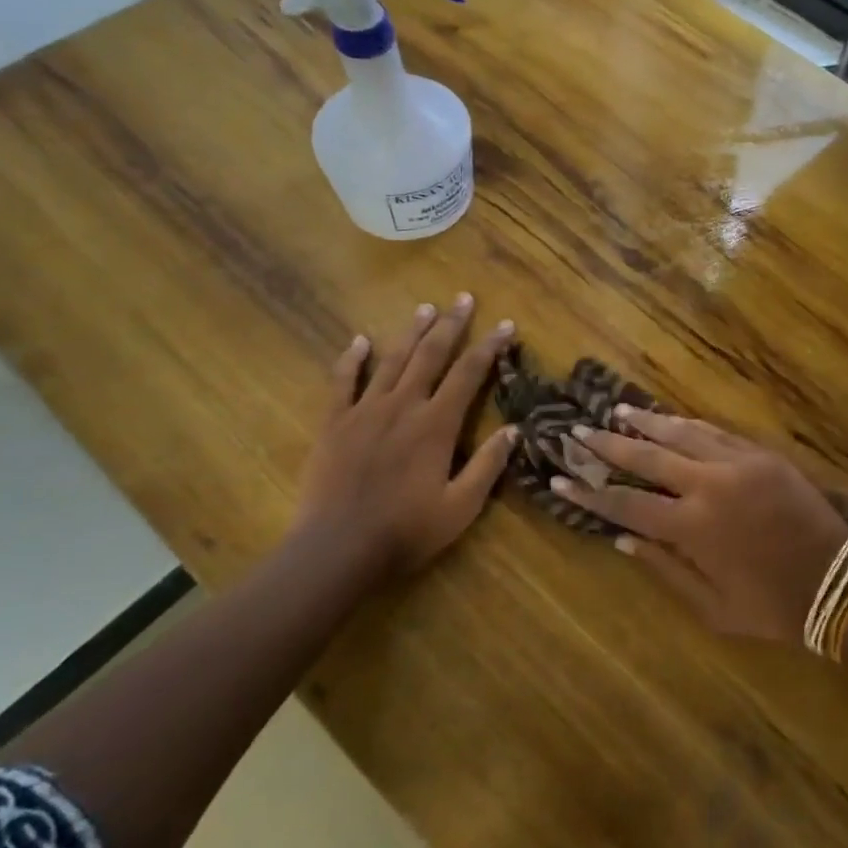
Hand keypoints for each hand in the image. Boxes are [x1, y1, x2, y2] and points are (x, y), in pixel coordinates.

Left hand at [290, 295, 516, 583]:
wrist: (336, 549)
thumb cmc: (405, 532)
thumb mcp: (460, 507)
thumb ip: (488, 466)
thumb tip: (514, 430)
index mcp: (436, 425)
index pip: (469, 373)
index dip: (489, 346)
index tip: (505, 324)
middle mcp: (403, 406)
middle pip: (430, 355)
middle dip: (450, 325)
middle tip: (463, 298)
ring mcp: (365, 411)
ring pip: (392, 360)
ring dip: (410, 333)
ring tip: (425, 308)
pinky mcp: (334, 423)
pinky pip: (342, 382)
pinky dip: (352, 359)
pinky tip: (360, 340)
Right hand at [553, 411, 847, 641]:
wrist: (839, 581)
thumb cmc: (773, 606)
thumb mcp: (713, 609)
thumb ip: (665, 571)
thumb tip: (622, 541)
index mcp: (693, 529)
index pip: (627, 506)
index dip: (590, 493)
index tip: (559, 479)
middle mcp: (708, 487)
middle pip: (647, 459)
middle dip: (608, 446)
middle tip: (578, 432)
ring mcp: (737, 464)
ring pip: (680, 435)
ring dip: (646, 424)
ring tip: (617, 412)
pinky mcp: (761, 454)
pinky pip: (715, 432)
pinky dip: (687, 425)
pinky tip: (668, 419)